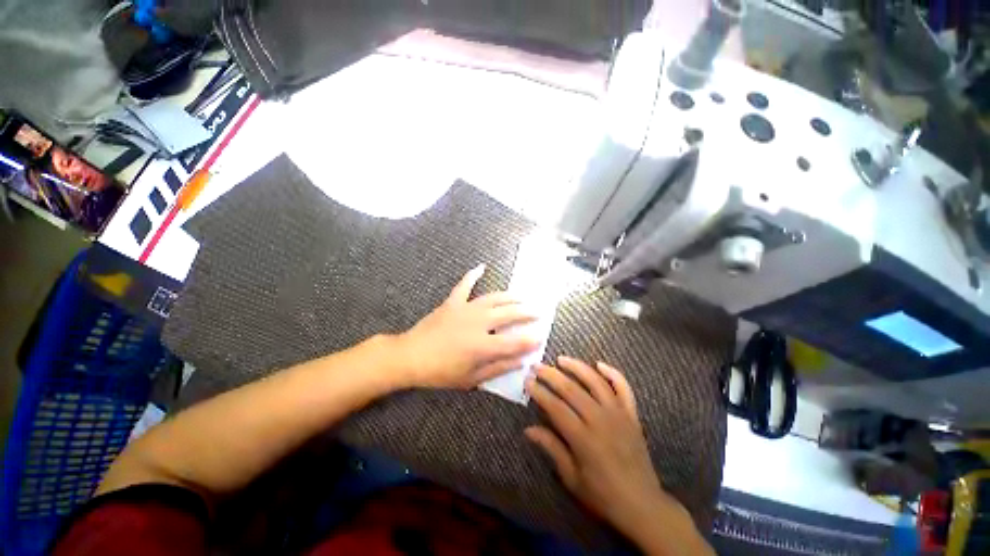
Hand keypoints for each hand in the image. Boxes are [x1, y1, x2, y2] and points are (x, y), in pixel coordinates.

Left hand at [393, 264, 539, 388]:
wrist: (411, 356)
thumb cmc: (441, 372)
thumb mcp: (471, 379)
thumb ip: (498, 369)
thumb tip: (521, 362)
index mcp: (483, 345)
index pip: (514, 341)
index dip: (530, 339)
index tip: (542, 336)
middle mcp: (478, 323)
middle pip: (509, 314)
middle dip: (526, 312)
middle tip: (538, 312)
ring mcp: (465, 309)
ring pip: (494, 298)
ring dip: (510, 297)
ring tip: (522, 297)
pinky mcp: (453, 302)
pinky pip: (464, 285)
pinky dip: (473, 275)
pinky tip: (482, 266)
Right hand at [526, 357, 710, 553]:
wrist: (643, 505)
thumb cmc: (602, 495)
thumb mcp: (571, 478)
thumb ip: (551, 448)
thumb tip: (528, 429)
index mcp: (583, 438)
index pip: (556, 407)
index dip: (540, 392)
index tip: (527, 381)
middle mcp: (600, 420)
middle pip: (572, 389)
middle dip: (551, 375)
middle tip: (537, 366)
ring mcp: (618, 414)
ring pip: (595, 382)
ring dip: (577, 367)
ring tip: (561, 359)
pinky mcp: (632, 414)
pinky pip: (623, 388)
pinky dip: (612, 373)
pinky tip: (599, 364)